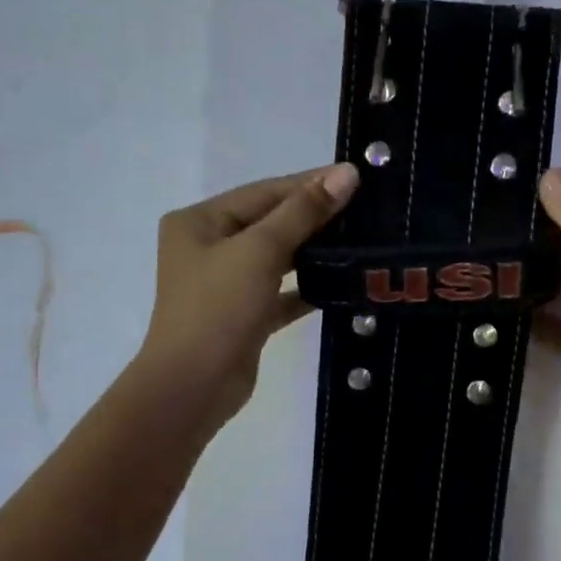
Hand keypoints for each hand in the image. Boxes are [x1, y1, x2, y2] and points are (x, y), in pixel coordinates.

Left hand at [136, 162, 359, 428]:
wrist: (193, 387)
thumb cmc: (218, 309)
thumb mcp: (260, 251)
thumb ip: (304, 212)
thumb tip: (347, 173)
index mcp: (200, 221)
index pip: (264, 192)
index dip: (310, 183)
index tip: (357, 177)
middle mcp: (209, 247)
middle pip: (271, 222)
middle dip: (315, 217)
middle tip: (367, 209)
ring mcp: (226, 284)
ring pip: (278, 257)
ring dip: (315, 251)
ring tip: (361, 240)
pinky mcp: (245, 315)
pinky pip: (282, 293)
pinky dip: (308, 287)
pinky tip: (343, 282)